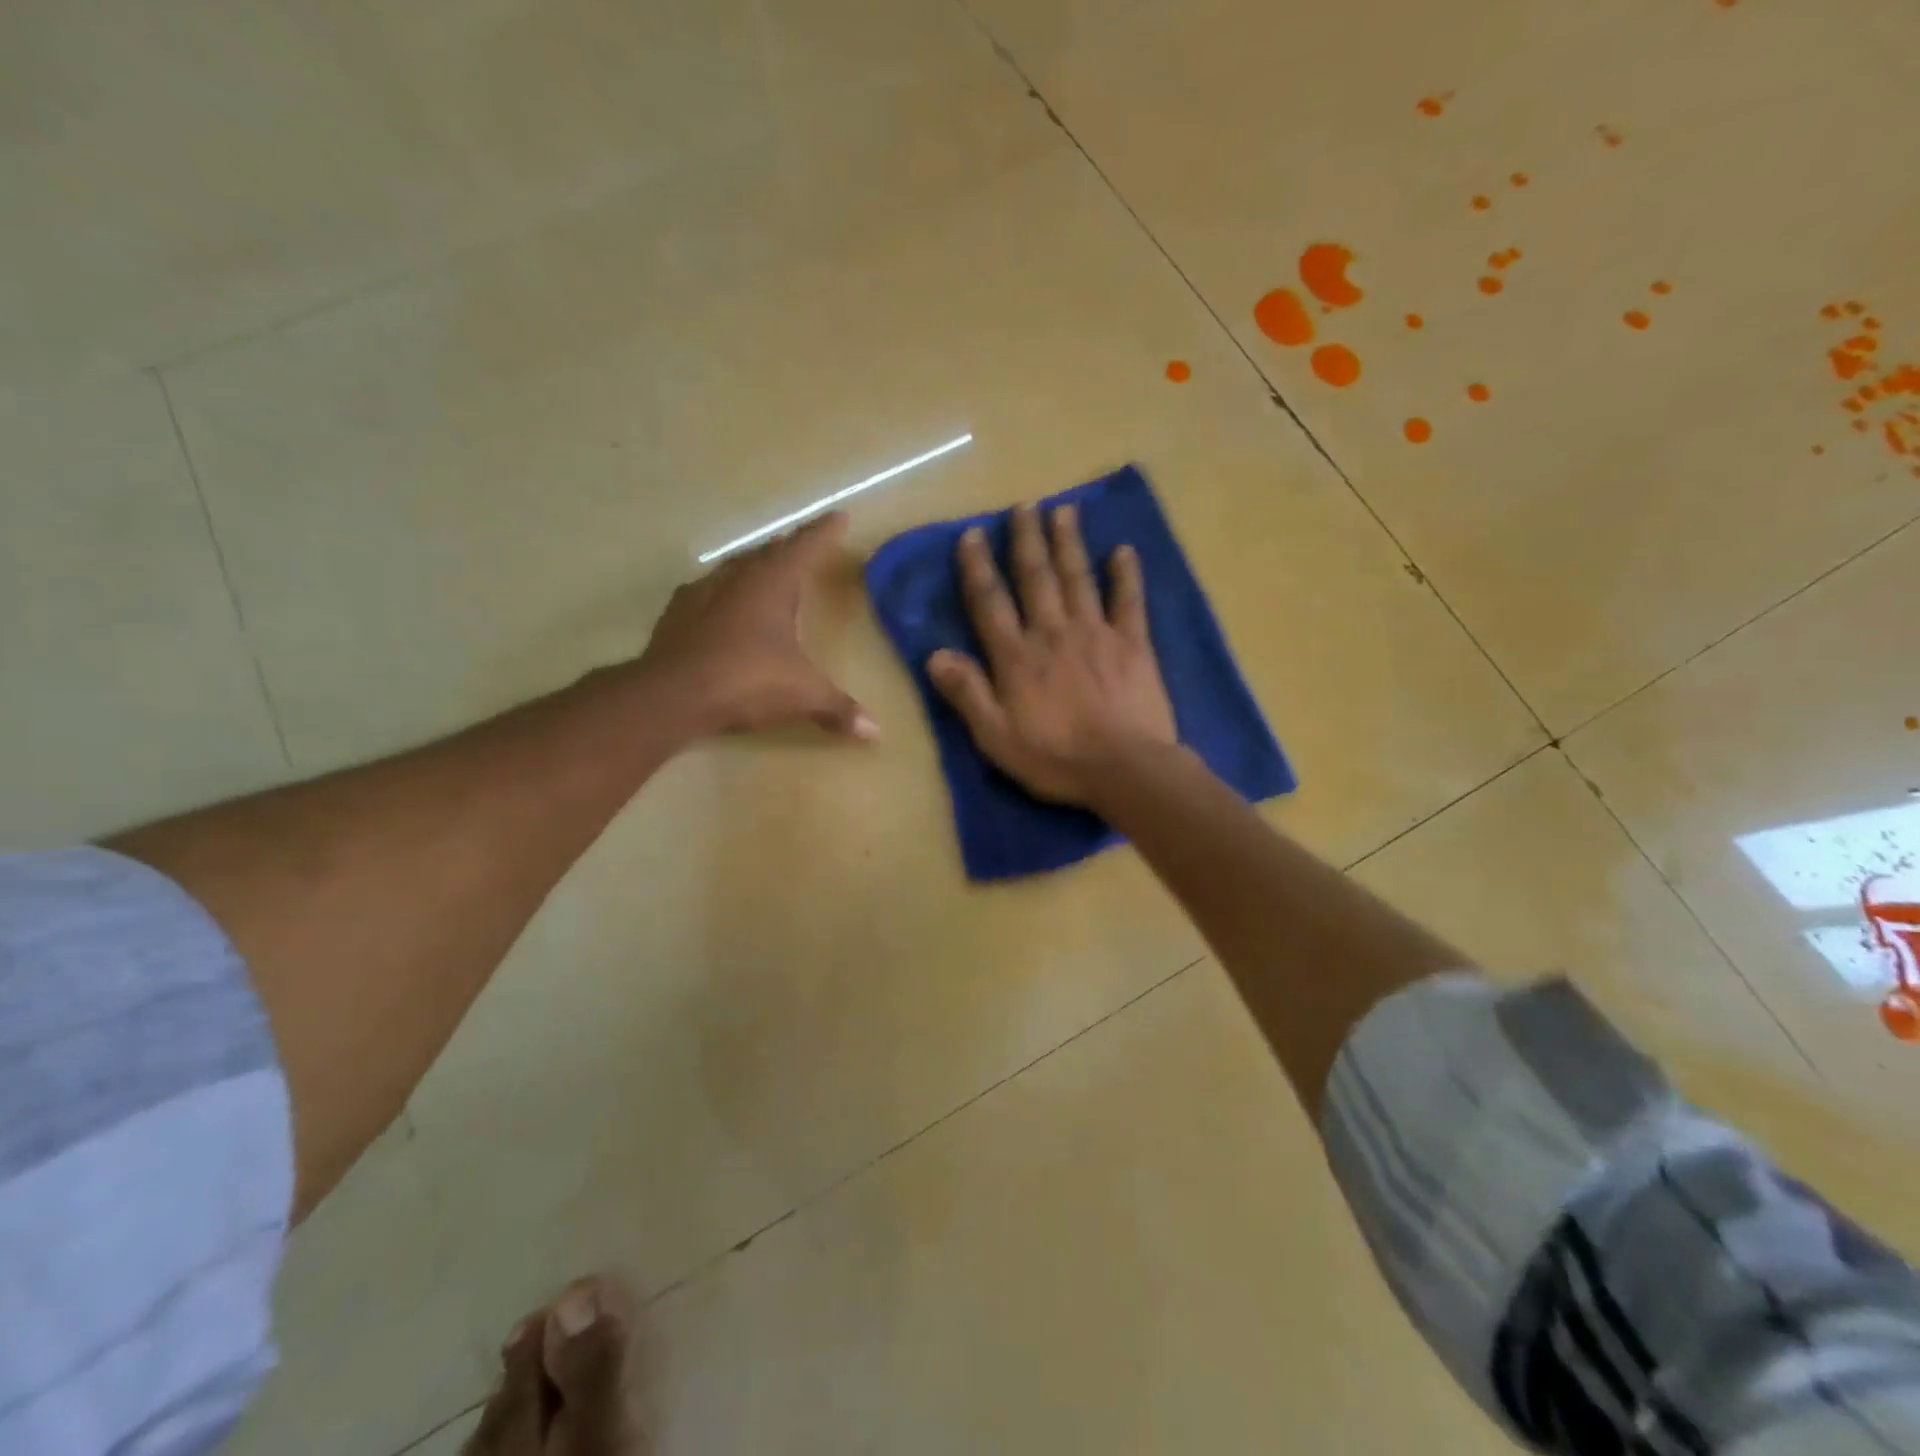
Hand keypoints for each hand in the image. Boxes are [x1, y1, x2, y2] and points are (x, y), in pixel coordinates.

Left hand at [639, 512, 874, 740]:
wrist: (670, 696)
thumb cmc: (746, 681)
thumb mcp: (802, 695)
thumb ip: (838, 708)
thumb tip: (875, 732)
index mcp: (772, 583)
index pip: (806, 546)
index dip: (825, 532)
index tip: (839, 517)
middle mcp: (737, 578)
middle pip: (769, 552)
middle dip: (790, 549)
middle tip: (804, 550)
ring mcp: (701, 593)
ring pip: (735, 568)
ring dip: (754, 568)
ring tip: (766, 576)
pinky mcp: (676, 615)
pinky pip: (707, 593)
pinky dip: (723, 596)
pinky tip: (724, 610)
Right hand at [928, 502, 1176, 806]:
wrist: (1125, 768)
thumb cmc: (1055, 758)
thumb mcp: (995, 737)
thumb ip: (966, 693)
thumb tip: (935, 654)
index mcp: (1017, 657)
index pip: (990, 603)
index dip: (977, 567)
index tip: (971, 534)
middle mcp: (1053, 633)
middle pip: (1036, 577)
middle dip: (1026, 540)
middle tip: (1023, 505)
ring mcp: (1096, 633)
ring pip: (1078, 578)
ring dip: (1069, 543)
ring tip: (1063, 510)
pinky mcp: (1133, 644)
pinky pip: (1129, 601)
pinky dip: (1126, 575)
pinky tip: (1123, 550)